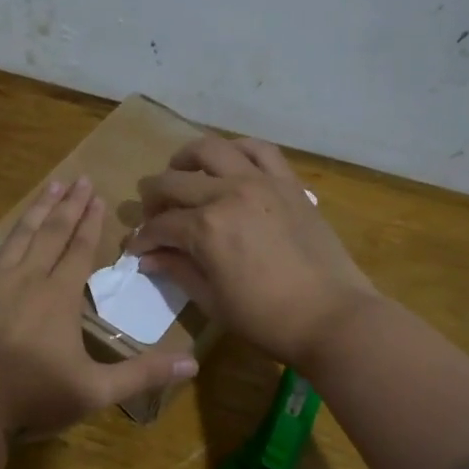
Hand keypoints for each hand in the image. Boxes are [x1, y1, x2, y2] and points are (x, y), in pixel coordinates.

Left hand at [0, 178, 199, 438]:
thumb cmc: (33, 396)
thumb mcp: (95, 391)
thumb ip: (142, 374)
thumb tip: (194, 363)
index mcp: (59, 297)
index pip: (80, 250)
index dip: (91, 222)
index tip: (98, 195)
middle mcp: (27, 280)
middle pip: (52, 234)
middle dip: (68, 206)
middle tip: (79, 178)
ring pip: (16, 238)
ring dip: (34, 212)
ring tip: (48, 186)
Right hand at [135, 136, 379, 369]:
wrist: (332, 317)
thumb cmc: (266, 319)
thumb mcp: (212, 301)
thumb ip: (177, 270)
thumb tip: (148, 258)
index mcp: (206, 228)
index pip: (160, 225)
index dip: (143, 238)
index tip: (136, 248)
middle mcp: (229, 193)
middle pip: (175, 181)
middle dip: (153, 197)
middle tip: (152, 214)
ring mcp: (261, 182)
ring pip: (212, 149)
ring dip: (187, 159)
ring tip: (181, 172)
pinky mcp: (288, 183)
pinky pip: (259, 149)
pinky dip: (236, 149)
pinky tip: (228, 162)